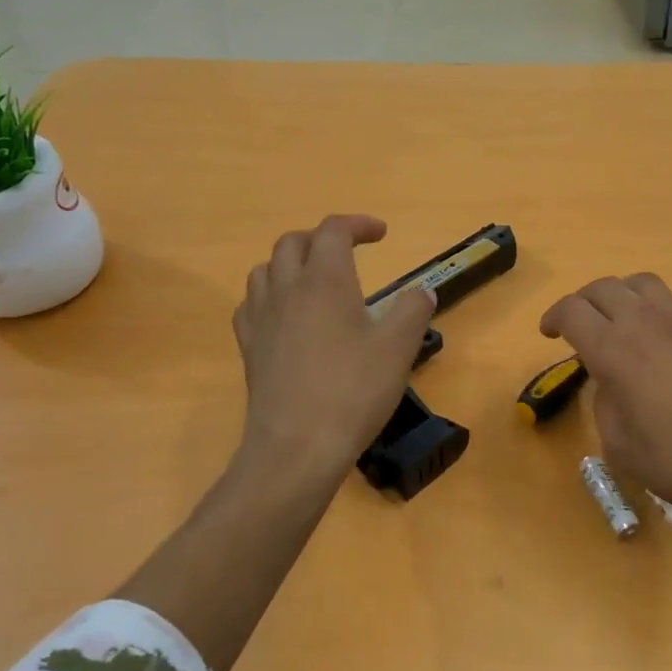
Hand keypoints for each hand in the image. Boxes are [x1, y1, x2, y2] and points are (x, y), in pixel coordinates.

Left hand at [232, 215, 436, 484]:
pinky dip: (270, 295)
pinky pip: (251, 304)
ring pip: (265, 269)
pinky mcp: (249, 347)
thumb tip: (421, 291)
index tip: (381, 234)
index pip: (333, 231)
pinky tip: (285, 315)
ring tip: (314, 279)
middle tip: (349, 252)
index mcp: (324, 281)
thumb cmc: (353, 391)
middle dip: (322, 238)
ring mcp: (261, 319)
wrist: (297, 446)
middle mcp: (286, 290)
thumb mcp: (399, 349)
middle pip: (293, 243)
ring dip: (291, 263)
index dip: (358, 224)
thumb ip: (413, 311)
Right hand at [540, 274, 671, 528]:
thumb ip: (604, 402)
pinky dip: (668, 314)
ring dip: (625, 297)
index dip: (553, 317)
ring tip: (625, 320)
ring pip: (646, 284)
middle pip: (605, 287)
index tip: (550, 333)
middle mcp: (649, 322)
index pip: (571, 310)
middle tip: (581, 324)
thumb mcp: (620, 446)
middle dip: (584, 301)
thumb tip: (610, 380)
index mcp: (615, 349)